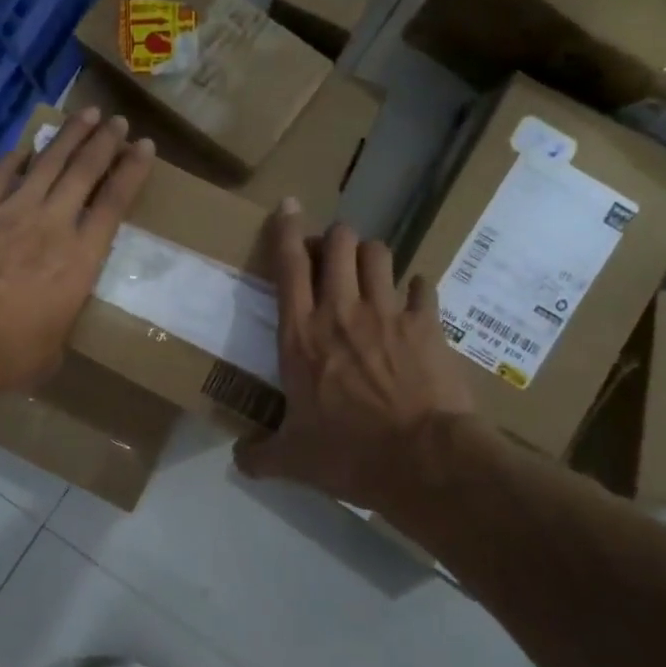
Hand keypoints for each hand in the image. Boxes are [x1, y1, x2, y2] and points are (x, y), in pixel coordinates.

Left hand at [0, 108, 153, 405]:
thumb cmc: (13, 354)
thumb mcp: (56, 341)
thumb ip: (61, 314)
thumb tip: (52, 314)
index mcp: (82, 258)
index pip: (114, 202)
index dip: (132, 170)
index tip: (143, 146)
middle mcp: (53, 223)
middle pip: (84, 171)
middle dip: (104, 142)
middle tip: (117, 121)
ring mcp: (12, 212)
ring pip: (47, 163)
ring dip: (69, 136)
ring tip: (85, 114)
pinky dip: (15, 157)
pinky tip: (26, 145)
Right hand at [235, 205, 476, 509]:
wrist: (423, 459)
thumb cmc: (349, 453)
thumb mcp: (293, 460)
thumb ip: (260, 455)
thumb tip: (239, 459)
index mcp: (301, 335)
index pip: (289, 266)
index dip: (286, 229)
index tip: (287, 206)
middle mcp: (342, 311)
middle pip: (339, 244)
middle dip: (334, 238)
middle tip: (331, 254)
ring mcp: (388, 313)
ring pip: (379, 253)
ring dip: (370, 254)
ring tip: (368, 269)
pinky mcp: (427, 324)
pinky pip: (423, 286)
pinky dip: (416, 287)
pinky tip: (414, 296)